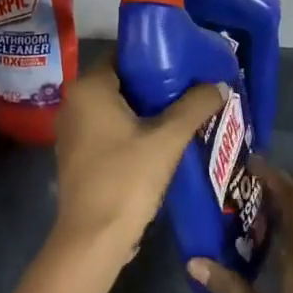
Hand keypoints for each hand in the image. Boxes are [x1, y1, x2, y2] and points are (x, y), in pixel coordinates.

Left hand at [49, 60, 226, 278]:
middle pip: (121, 80)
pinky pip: (108, 129)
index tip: (186, 60)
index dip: (156, 54)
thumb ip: (195, 106)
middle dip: (155, 83)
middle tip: (191, 85)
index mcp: (89, 88)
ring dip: (146, 108)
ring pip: (115, 107)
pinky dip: (132, 128)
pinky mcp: (77, 155)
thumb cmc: (127, 179)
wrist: (93, 238)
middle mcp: (74, 103)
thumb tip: (220, 83)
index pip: (123, 54)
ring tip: (183, 109)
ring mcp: (72, 131)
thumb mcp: (168, 139)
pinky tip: (162, 138)